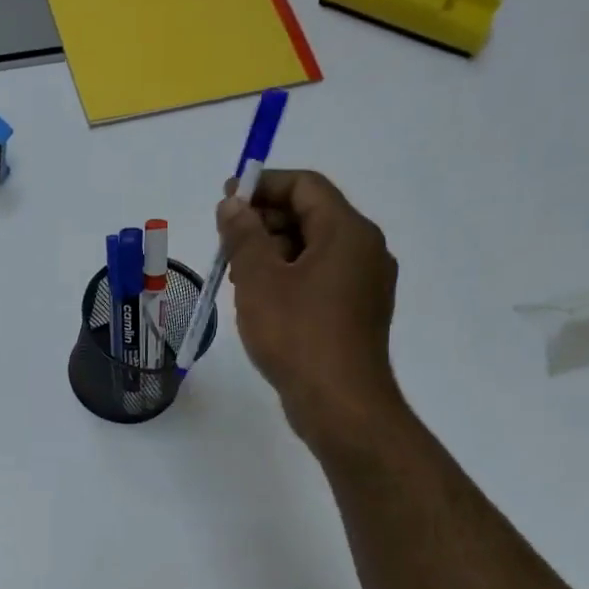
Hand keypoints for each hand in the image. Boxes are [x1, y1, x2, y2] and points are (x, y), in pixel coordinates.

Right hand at [217, 169, 405, 450]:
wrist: (340, 402)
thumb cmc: (297, 334)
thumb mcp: (259, 280)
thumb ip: (244, 235)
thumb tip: (232, 204)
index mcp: (348, 232)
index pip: (305, 186)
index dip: (263, 185)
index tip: (225, 198)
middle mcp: (365, 250)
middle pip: (311, 215)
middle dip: (264, 221)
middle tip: (224, 241)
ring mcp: (364, 283)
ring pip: (313, 249)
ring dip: (272, 251)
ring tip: (235, 274)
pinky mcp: (356, 312)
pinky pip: (320, 278)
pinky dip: (288, 276)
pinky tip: (259, 299)